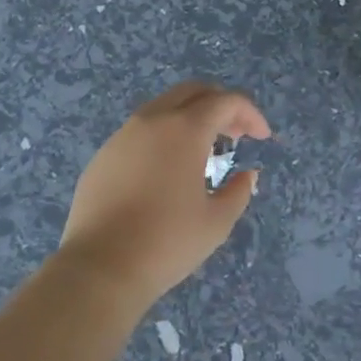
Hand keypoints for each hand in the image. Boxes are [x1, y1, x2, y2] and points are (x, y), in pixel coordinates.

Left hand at [56, 81, 270, 309]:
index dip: (250, 114)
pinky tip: (167, 169)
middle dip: (220, 105)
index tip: (262, 137)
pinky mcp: (103, 154)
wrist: (99, 269)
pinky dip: (164, 135)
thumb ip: (238, 191)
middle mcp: (154, 120)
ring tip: (203, 151)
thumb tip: (247, 175)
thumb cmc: (166, 243)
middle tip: (235, 134)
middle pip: (193, 91)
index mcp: (185, 129)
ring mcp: (123, 135)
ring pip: (164, 107)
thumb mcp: (216, 222)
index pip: (226, 101)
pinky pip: (141, 130)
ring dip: (190, 118)